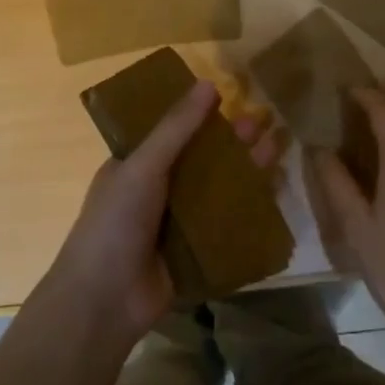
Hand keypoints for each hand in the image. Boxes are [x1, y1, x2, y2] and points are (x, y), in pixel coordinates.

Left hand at [44, 79, 281, 343]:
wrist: (105, 300)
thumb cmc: (115, 222)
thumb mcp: (143, 166)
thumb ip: (176, 128)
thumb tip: (209, 84)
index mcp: (137, 163)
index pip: (174, 129)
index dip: (202, 113)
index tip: (234, 96)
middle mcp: (159, 188)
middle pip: (203, 157)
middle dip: (233, 139)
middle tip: (267, 119)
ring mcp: (179, 221)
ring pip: (219, 187)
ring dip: (246, 168)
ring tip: (279, 146)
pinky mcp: (197, 249)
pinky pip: (227, 222)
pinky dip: (249, 206)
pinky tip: (276, 190)